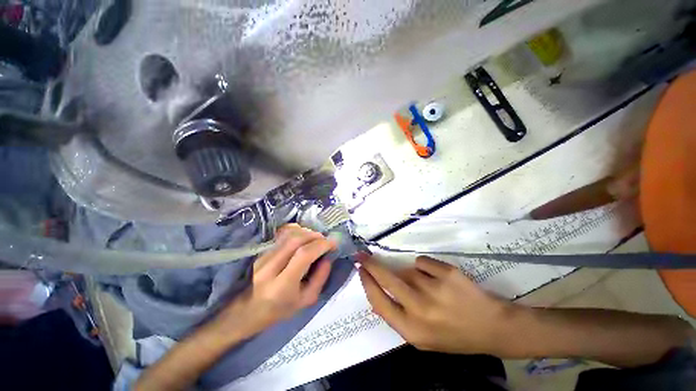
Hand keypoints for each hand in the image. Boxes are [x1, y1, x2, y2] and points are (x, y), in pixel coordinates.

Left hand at [210, 224, 335, 339]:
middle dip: (315, 236)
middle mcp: (270, 267)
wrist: (247, 311)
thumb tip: (328, 257)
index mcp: (282, 285)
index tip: (333, 244)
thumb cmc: (279, 310)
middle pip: (295, 239)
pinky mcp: (261, 251)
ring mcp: (263, 257)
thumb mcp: (306, 301)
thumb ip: (320, 278)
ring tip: (315, 239)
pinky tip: (303, 237)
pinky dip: (297, 231)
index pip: (304, 255)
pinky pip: (282, 234)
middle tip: (325, 240)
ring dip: (307, 232)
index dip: (321, 245)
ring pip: (288, 234)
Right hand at [358, 255, 516, 354]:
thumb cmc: (453, 334)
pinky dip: (425, 267)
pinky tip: (439, 279)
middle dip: (371, 265)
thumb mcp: (422, 336)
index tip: (360, 270)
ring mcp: (435, 289)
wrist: (492, 327)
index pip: (380, 302)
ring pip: (408, 270)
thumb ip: (397, 315)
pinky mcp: (448, 273)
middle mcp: (421, 310)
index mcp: (412, 330)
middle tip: (362, 256)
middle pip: (387, 279)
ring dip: (411, 275)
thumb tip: (377, 291)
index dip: (367, 283)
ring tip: (428, 287)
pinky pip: (423, 262)